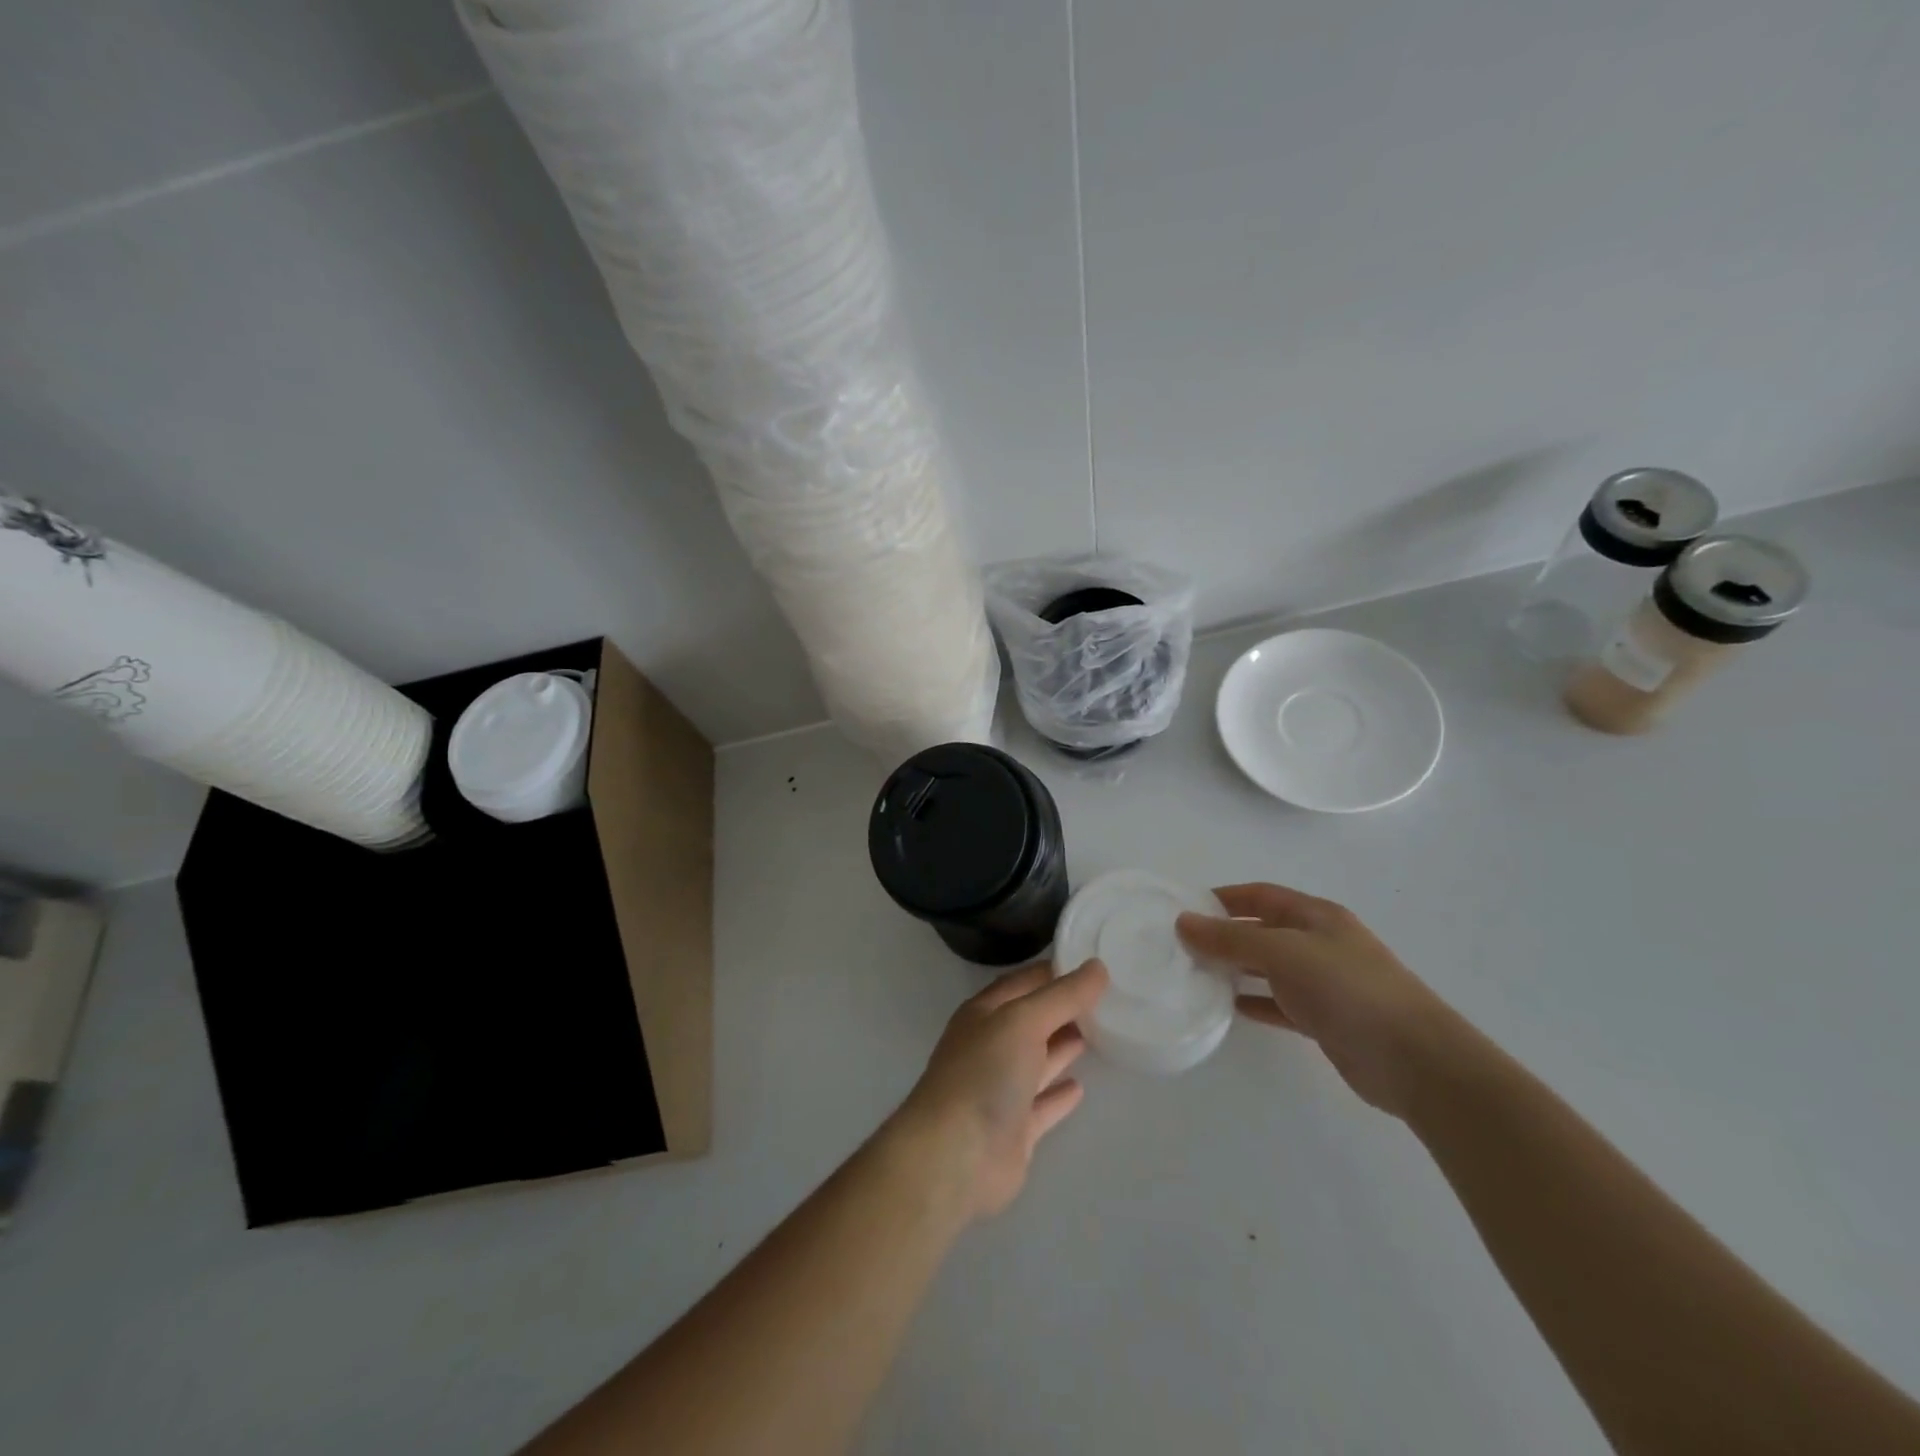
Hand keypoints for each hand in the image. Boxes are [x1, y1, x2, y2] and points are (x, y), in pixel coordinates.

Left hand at [888, 960, 1108, 1223]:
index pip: (1023, 982)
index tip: (1091, 963)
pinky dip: (1059, 1095)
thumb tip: (1098, 967)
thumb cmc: (985, 1073)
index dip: (1054, 971)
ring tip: (1099, 1032)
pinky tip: (1080, 1088)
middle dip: (1063, 1009)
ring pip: (1038, 1061)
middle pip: (1032, 1021)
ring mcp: (1001, 1090)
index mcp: (984, 1014)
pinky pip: (1042, 1105)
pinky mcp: (1014, 1130)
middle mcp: (991, 1047)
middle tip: (1106, 997)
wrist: (956, 1156)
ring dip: (1062, 1047)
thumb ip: (1062, 996)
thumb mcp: (1024, 1020)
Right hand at [1177, 883, 1468, 1118]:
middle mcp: (1319, 942)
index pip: (1260, 895)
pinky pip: (1279, 1003)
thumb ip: (1231, 939)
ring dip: (1235, 969)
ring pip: (1268, 967)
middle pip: (1262, 929)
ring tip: (1195, 975)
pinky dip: (1254, 1002)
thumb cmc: (1347, 990)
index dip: (1223, 898)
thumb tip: (1183, 921)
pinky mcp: (1325, 1019)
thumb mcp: (1283, 953)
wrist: (1414, 1060)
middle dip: (1224, 934)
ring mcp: (1324, 982)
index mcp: (1315, 916)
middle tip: (1181, 946)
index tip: (1184, 909)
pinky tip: (1228, 1008)